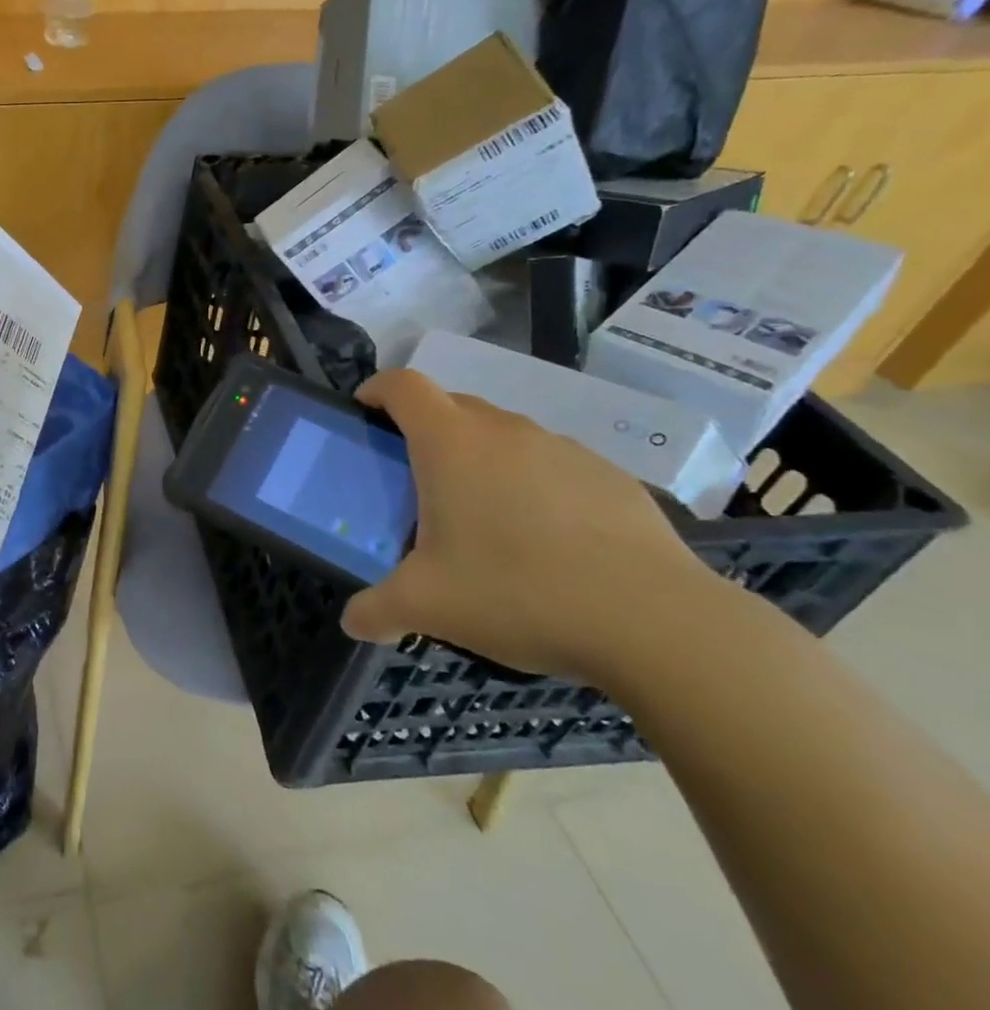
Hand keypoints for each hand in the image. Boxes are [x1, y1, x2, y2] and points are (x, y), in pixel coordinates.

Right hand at [341, 369, 730, 683]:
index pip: (404, 386)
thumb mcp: (427, 607)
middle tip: (417, 479)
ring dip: (482, 458)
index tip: (365, 409)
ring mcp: (564, 449)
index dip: (378, 389)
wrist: (656, 623)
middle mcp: (505, 431)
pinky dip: (533, 484)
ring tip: (483, 516)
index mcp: (451, 444)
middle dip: (426, 429)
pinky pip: (553, 465)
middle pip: (453, 405)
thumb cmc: (517, 592)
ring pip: (505, 435)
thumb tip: (353, 622)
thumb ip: (377, 609)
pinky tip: (546, 540)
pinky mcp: (611, 477)